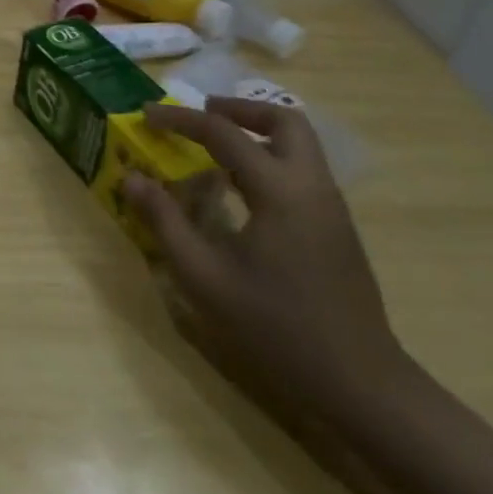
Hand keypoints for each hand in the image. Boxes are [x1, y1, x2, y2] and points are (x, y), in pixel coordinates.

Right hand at [123, 97, 412, 415]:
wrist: (360, 384)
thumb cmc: (275, 327)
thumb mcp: (204, 276)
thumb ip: (165, 221)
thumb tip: (132, 179)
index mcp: (278, 190)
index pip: (223, 132)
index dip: (180, 119)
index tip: (146, 113)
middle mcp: (311, 185)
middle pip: (283, 119)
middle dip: (237, 109)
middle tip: (199, 116)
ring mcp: (331, 206)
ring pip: (299, 143)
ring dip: (256, 131)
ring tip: (213, 148)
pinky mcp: (337, 227)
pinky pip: (302, 169)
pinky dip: (269, 158)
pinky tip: (240, 189)